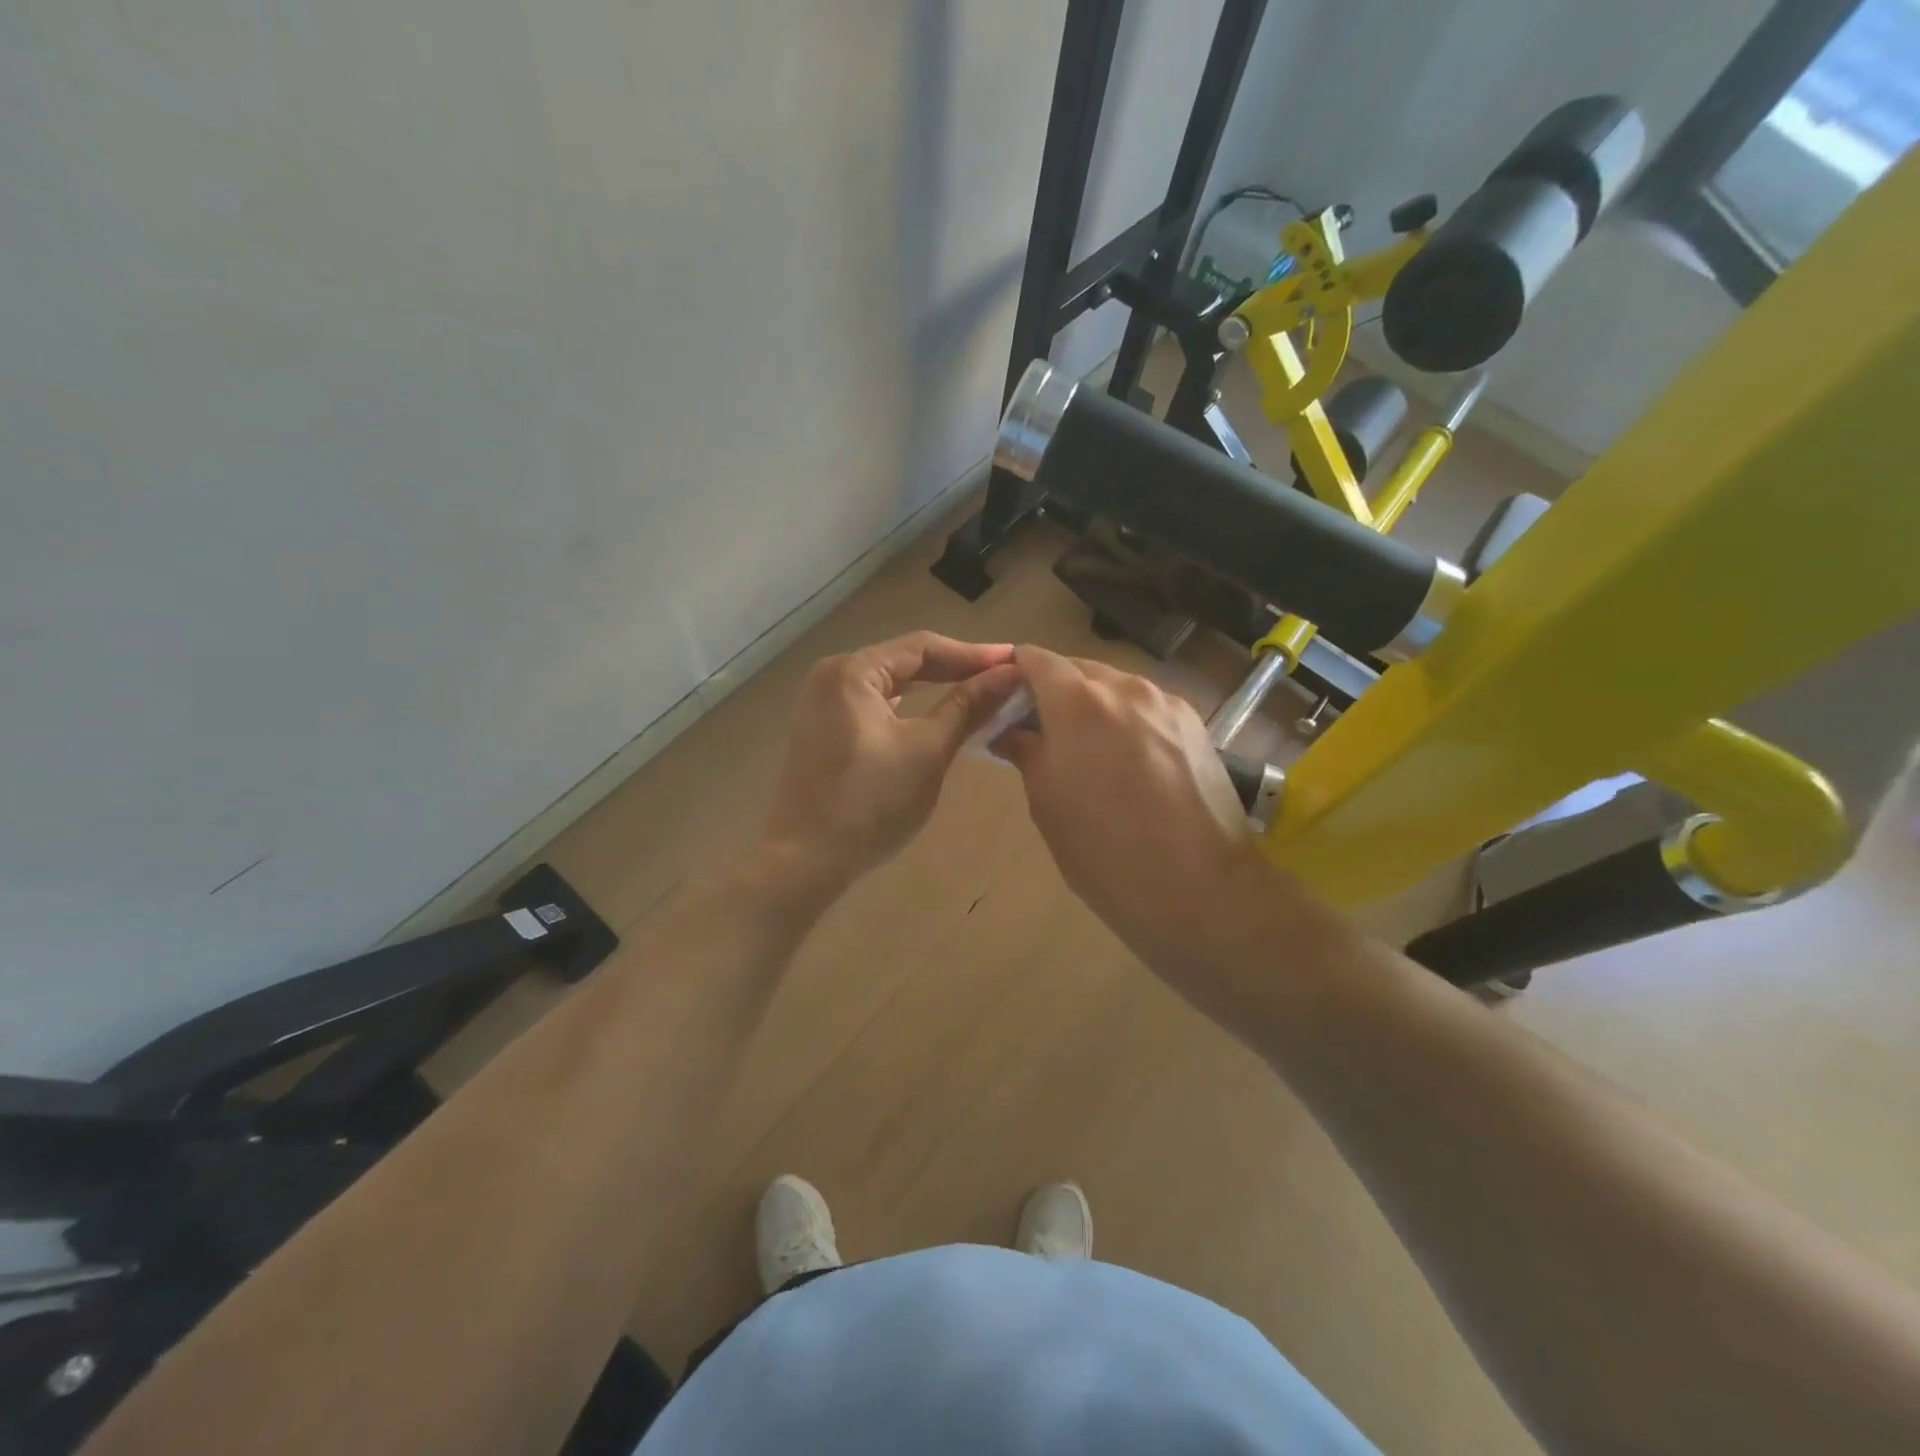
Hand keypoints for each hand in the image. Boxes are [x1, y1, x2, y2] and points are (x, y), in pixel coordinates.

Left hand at [759, 632, 1022, 901]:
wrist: (804, 860)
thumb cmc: (871, 803)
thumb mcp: (928, 751)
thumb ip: (968, 707)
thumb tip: (1010, 674)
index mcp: (853, 671)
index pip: (922, 647)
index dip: (973, 654)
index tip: (1015, 661)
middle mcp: (832, 676)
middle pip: (904, 662)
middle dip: (954, 669)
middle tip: (1003, 678)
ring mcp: (822, 705)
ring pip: (889, 685)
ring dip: (932, 688)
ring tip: (978, 693)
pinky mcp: (823, 731)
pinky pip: (874, 706)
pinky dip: (908, 708)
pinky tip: (934, 715)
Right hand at [993, 645, 1268, 980]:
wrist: (1198, 887)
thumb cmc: (1104, 850)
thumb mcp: (1047, 802)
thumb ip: (1025, 751)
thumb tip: (1009, 731)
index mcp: (1078, 701)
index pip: (1036, 659)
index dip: (1015, 672)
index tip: (1002, 699)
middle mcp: (1124, 687)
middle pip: (1078, 669)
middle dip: (1054, 691)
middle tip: (1040, 731)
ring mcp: (1166, 703)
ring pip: (1116, 687)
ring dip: (1093, 705)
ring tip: (1087, 749)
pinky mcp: (1195, 724)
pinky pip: (1147, 707)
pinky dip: (1127, 720)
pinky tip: (1128, 760)